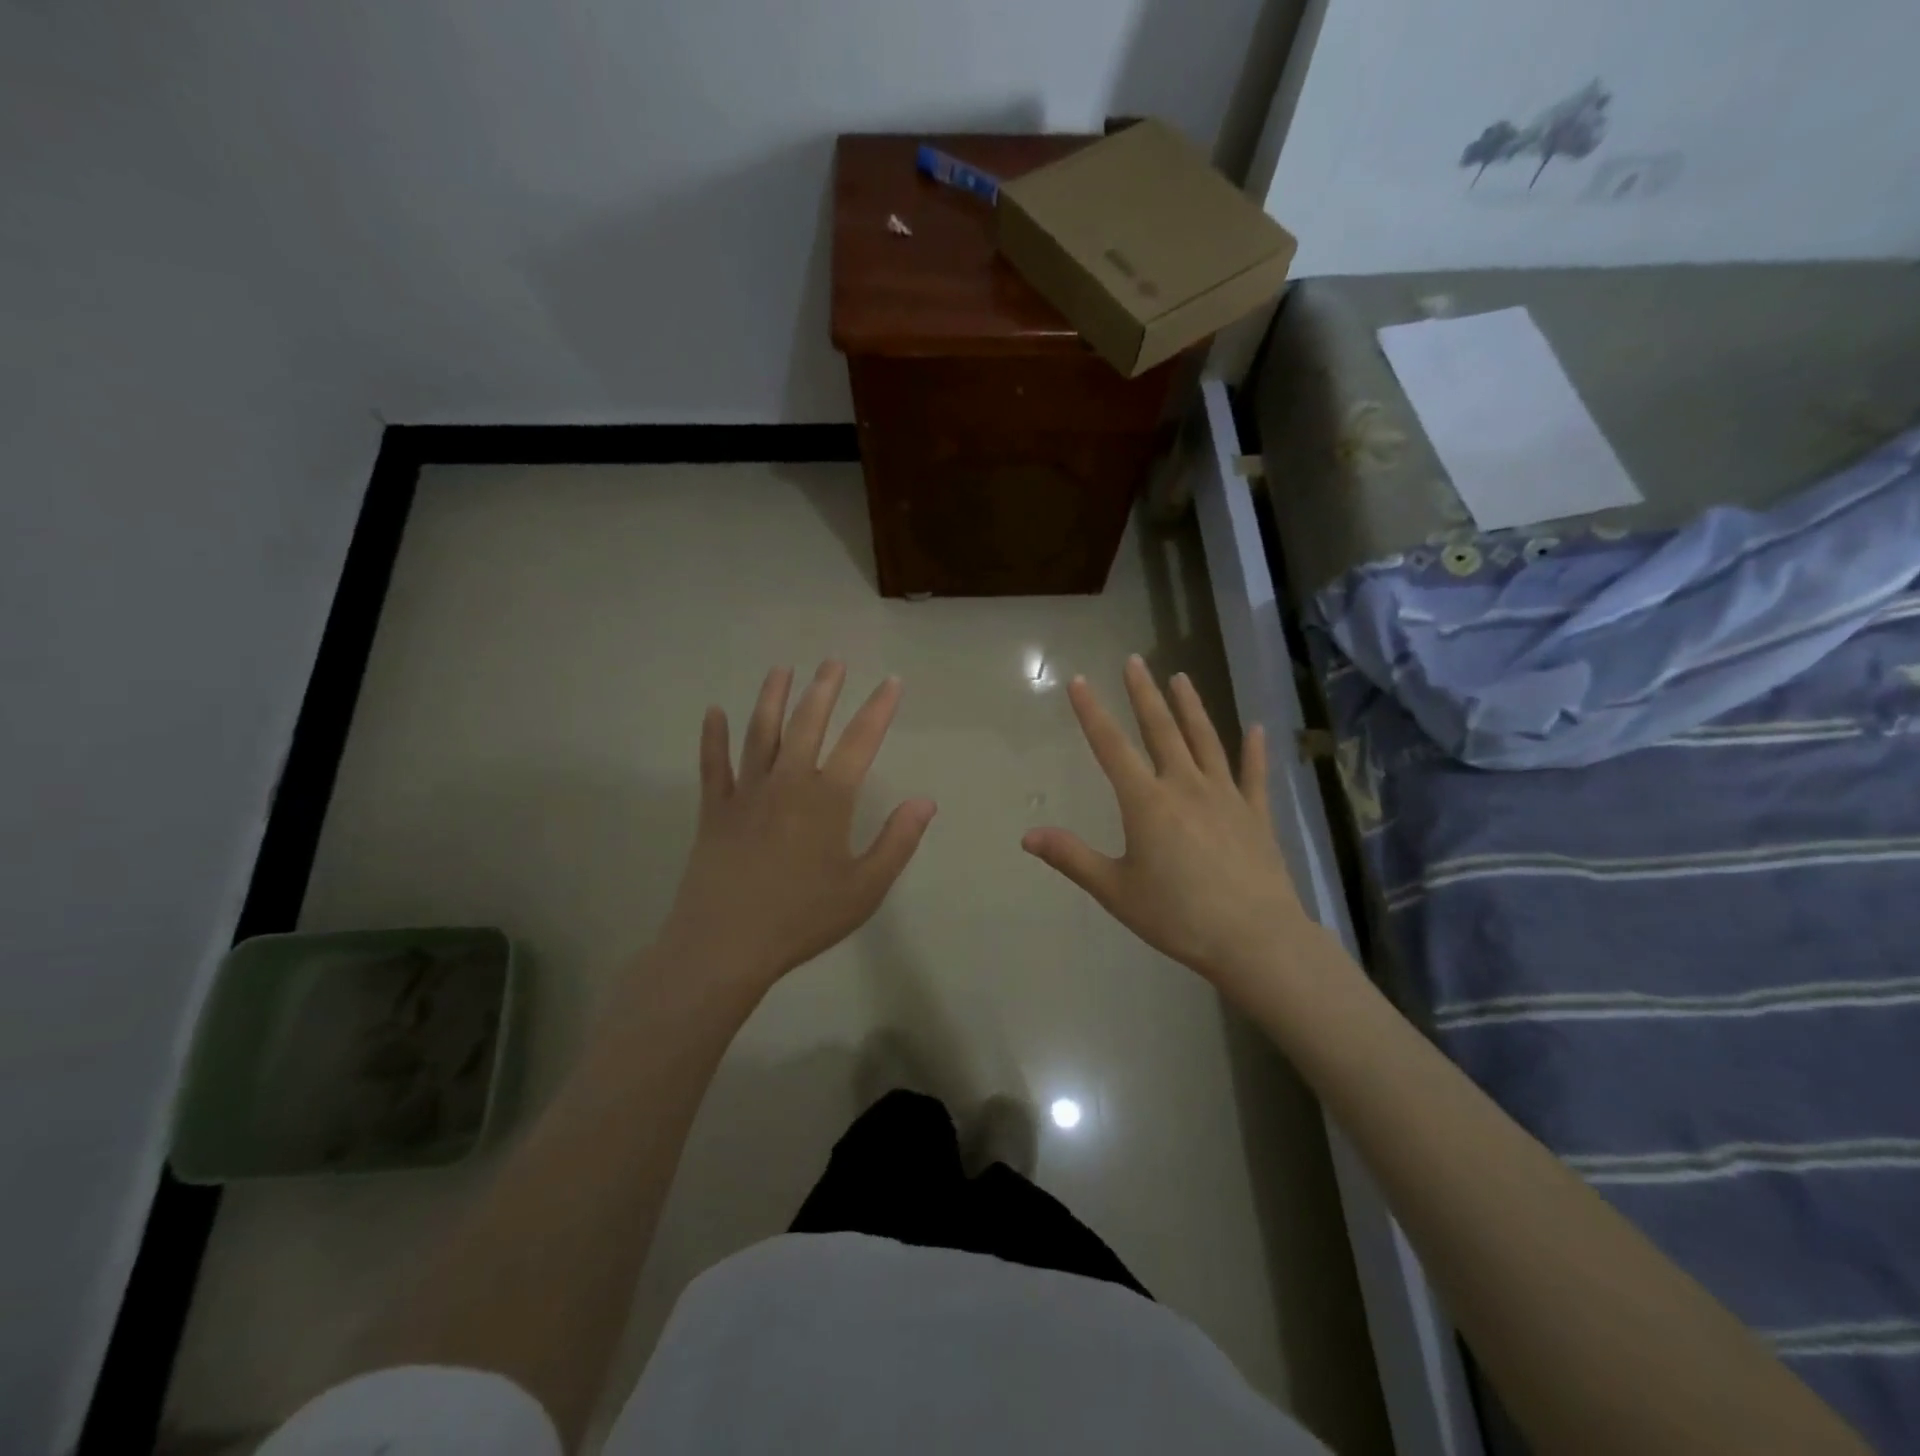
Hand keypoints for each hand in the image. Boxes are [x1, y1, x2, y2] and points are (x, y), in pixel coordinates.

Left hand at [657, 662, 935, 995]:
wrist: (725, 945)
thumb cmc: (803, 918)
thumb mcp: (865, 888)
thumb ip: (897, 841)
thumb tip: (925, 801)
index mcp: (828, 799)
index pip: (861, 741)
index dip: (879, 708)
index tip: (892, 681)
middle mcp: (788, 782)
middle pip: (808, 723)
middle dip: (824, 689)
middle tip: (832, 661)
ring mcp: (746, 793)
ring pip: (761, 733)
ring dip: (772, 698)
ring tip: (781, 669)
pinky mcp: (714, 810)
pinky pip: (713, 765)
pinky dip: (713, 737)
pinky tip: (713, 712)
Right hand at [1022, 656, 1310, 998]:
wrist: (1254, 938)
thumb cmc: (1177, 915)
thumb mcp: (1115, 890)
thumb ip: (1071, 857)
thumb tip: (1027, 835)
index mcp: (1147, 802)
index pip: (1111, 746)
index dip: (1092, 712)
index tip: (1080, 681)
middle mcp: (1185, 786)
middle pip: (1161, 730)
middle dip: (1144, 694)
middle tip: (1135, 661)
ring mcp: (1225, 796)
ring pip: (1205, 740)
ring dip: (1191, 707)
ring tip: (1181, 677)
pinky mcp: (1256, 814)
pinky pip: (1253, 774)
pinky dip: (1254, 750)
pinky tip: (1257, 728)